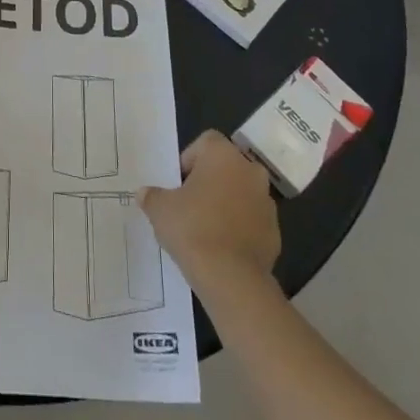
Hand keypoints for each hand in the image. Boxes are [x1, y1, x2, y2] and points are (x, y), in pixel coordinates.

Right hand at [139, 131, 280, 299]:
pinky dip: (238, 227)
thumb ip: (152, 196)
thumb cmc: (192, 229)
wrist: (231, 278)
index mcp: (223, 156)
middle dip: (208, 181)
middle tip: (188, 204)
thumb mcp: (160, 209)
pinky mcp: (275, 231)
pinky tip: (221, 247)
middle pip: (225, 167)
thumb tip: (144, 193)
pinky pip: (251, 220)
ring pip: (241, 193)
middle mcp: (250, 171)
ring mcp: (267, 202)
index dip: (189, 159)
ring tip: (204, 228)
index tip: (178, 184)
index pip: (206, 141)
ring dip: (225, 203)